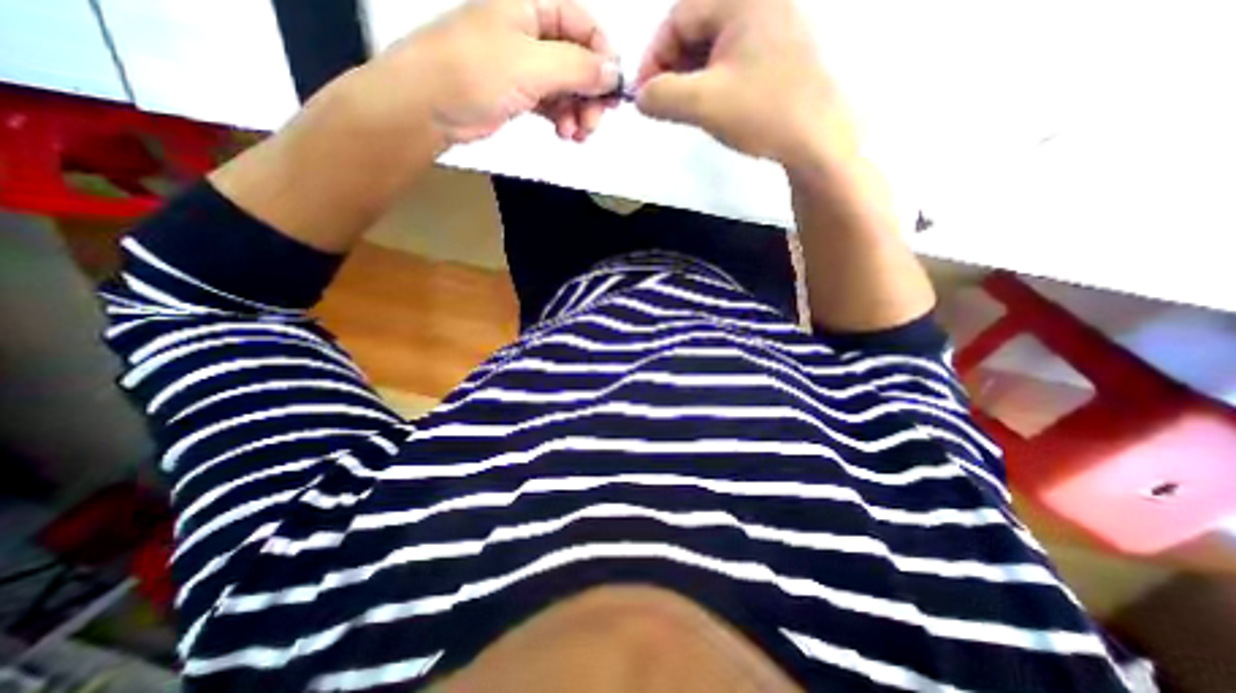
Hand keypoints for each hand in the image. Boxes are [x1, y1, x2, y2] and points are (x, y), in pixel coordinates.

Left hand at [370, 1, 622, 142]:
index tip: (614, 92)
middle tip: (594, 123)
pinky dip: (563, 119)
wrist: (428, 106)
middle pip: (578, 60)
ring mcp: (524, 65)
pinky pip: (553, 104)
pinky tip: (565, 134)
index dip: (603, 57)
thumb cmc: (474, 72)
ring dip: (578, 112)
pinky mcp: (519, 94)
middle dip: (590, 93)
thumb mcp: (531, 65)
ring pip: (567, 87)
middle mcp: (530, 32)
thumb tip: (614, 73)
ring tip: (576, 134)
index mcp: (530, 5)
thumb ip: (578, 68)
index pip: (583, 25)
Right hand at [631, 0, 854, 167]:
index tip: (642, 96)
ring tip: (681, 107)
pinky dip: (712, 79)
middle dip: (671, 67)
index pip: (678, 18)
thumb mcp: (703, 104)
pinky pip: (732, 57)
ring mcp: (772, 25)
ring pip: (713, 44)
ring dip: (690, 75)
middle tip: (660, 103)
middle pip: (695, 27)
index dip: (652, 58)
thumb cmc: (761, 113)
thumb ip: (662, 96)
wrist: (817, 140)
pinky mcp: (779, 51)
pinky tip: (708, 103)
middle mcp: (759, 1)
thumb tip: (639, 97)